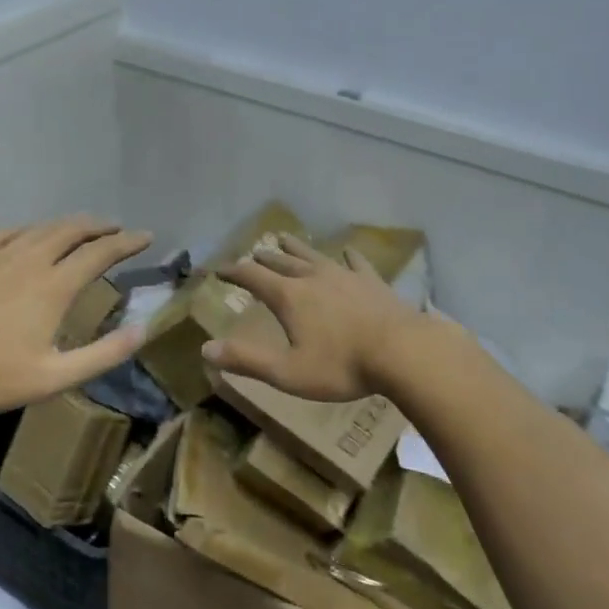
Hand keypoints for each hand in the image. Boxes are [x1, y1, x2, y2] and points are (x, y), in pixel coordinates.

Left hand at [0, 216, 153, 414]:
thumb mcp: (53, 378)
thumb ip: (102, 355)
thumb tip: (142, 330)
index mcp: (54, 286)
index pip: (100, 253)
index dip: (127, 243)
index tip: (147, 237)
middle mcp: (30, 261)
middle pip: (71, 231)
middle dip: (99, 226)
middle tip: (117, 228)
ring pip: (40, 228)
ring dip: (67, 224)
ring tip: (82, 227)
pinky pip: (6, 233)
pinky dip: (27, 229)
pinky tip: (27, 235)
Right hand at [203, 233, 423, 401]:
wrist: (402, 352)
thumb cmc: (341, 366)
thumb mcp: (288, 372)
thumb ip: (247, 360)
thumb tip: (206, 349)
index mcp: (290, 297)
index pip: (253, 277)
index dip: (234, 272)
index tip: (219, 269)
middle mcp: (313, 278)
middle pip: (282, 262)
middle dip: (264, 258)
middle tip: (253, 253)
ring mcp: (345, 276)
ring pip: (314, 256)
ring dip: (296, 247)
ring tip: (284, 237)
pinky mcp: (372, 282)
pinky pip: (356, 263)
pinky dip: (348, 255)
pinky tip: (347, 250)